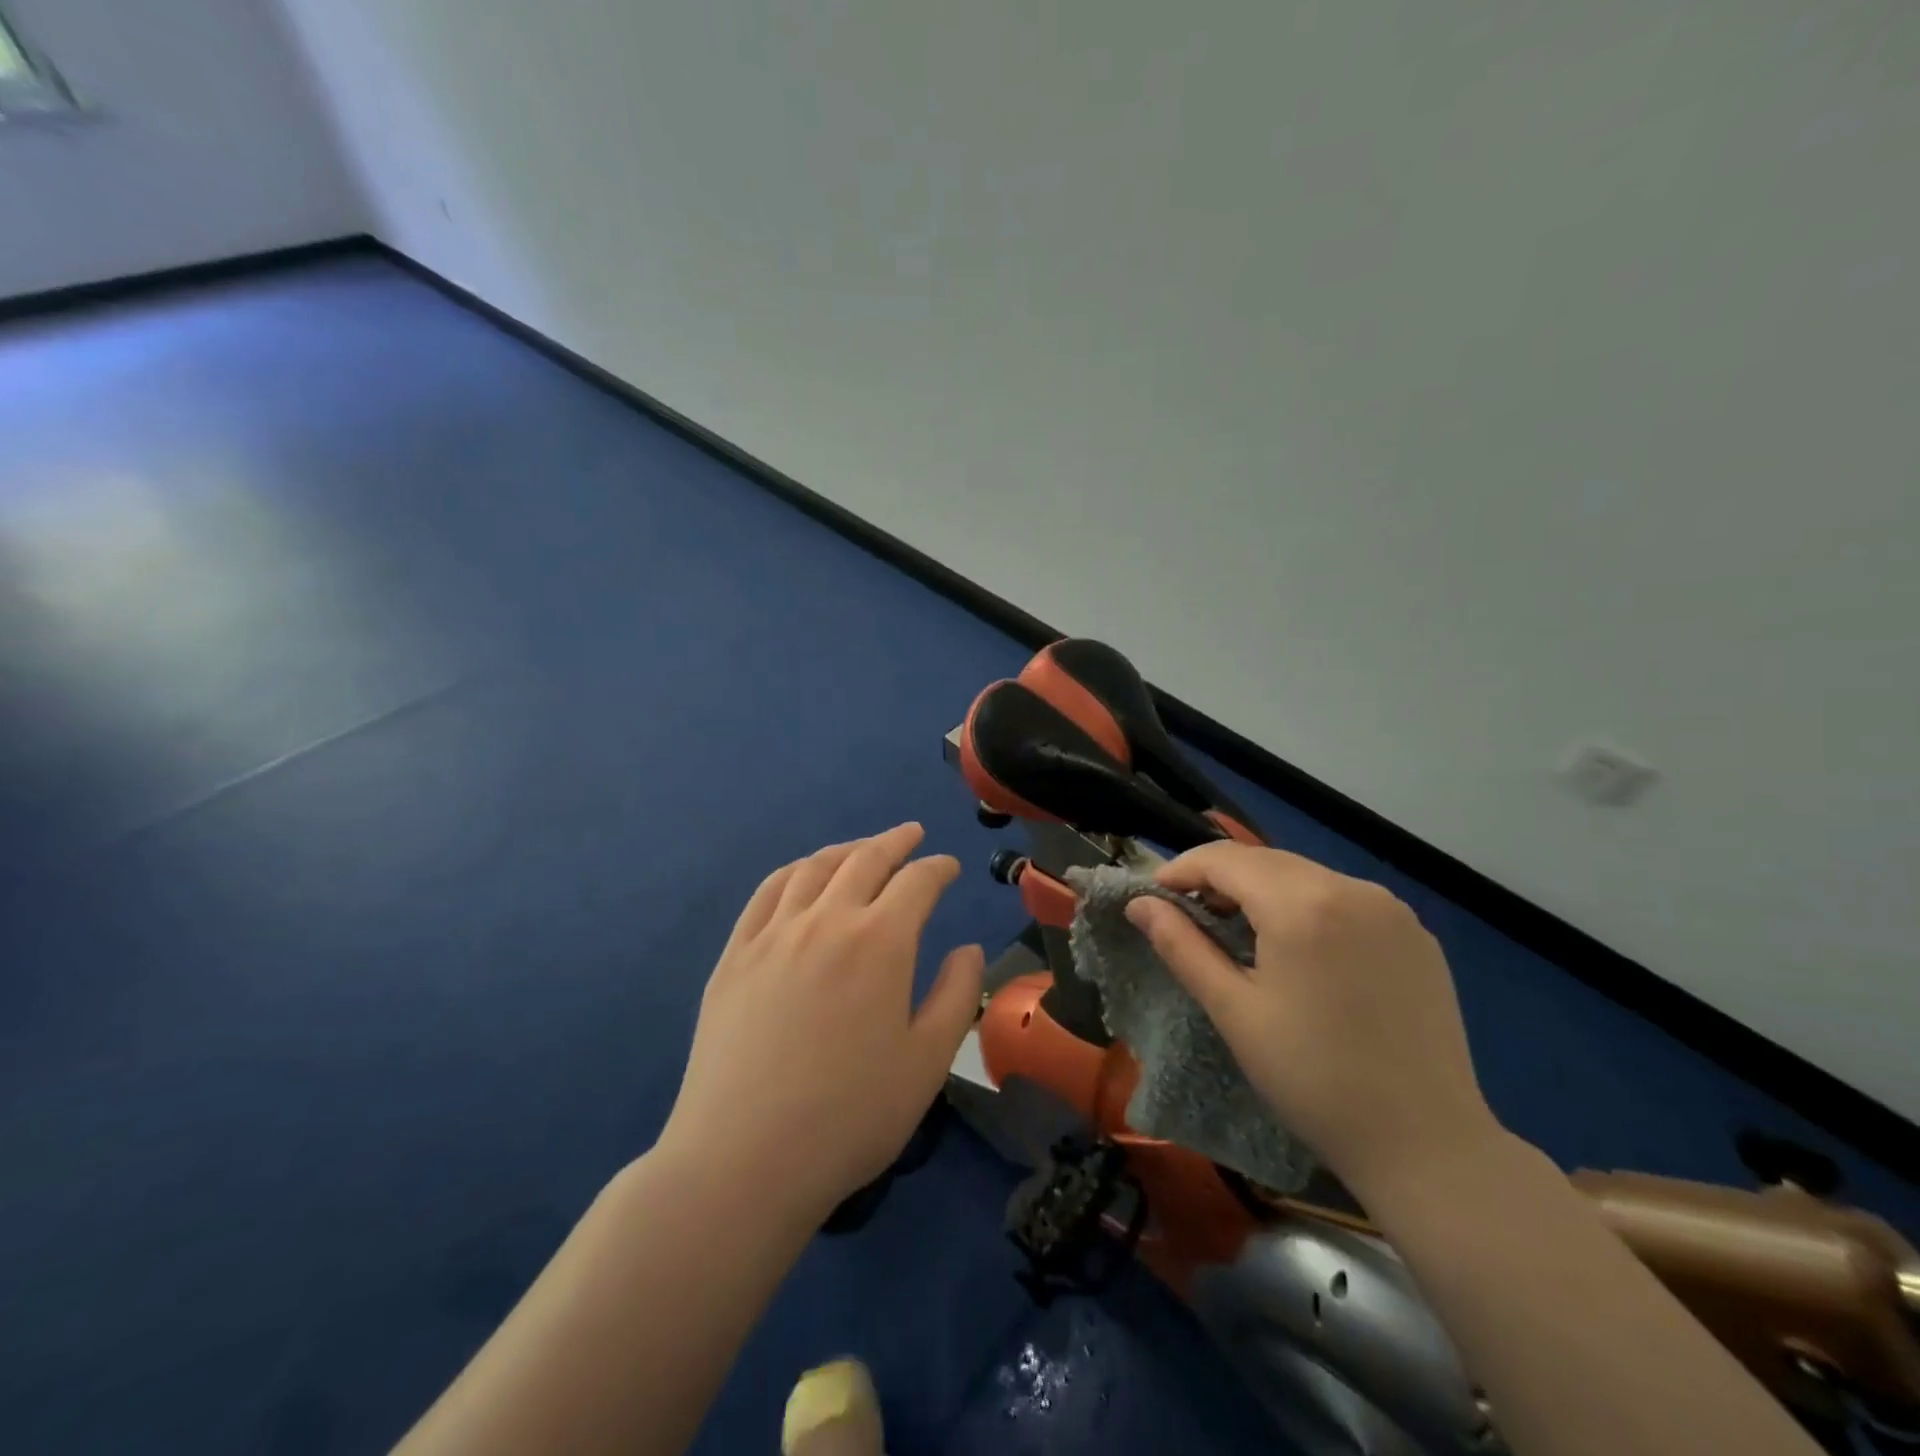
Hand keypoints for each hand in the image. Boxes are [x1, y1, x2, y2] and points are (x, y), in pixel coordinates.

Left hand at [659, 824, 983, 1226]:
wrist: (744, 1159)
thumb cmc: (850, 1116)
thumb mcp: (927, 1062)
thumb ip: (957, 995)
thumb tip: (968, 948)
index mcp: (880, 942)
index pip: (917, 882)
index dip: (938, 868)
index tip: (949, 867)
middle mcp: (827, 920)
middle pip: (865, 860)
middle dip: (895, 842)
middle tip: (912, 835)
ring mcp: (773, 934)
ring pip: (814, 868)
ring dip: (845, 850)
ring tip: (862, 849)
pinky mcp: (735, 956)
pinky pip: (767, 893)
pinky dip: (794, 872)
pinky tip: (802, 876)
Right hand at [1125, 843, 1499, 1193]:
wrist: (1427, 1144)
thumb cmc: (1313, 1079)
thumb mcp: (1233, 1011)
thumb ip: (1181, 945)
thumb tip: (1138, 903)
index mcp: (1302, 905)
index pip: (1225, 859)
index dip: (1182, 868)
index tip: (1154, 895)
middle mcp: (1351, 889)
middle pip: (1265, 860)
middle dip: (1219, 877)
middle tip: (1188, 913)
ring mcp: (1391, 909)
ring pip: (1305, 875)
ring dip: (1262, 888)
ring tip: (1237, 929)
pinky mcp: (1415, 933)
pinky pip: (1343, 897)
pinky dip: (1306, 904)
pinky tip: (1298, 946)